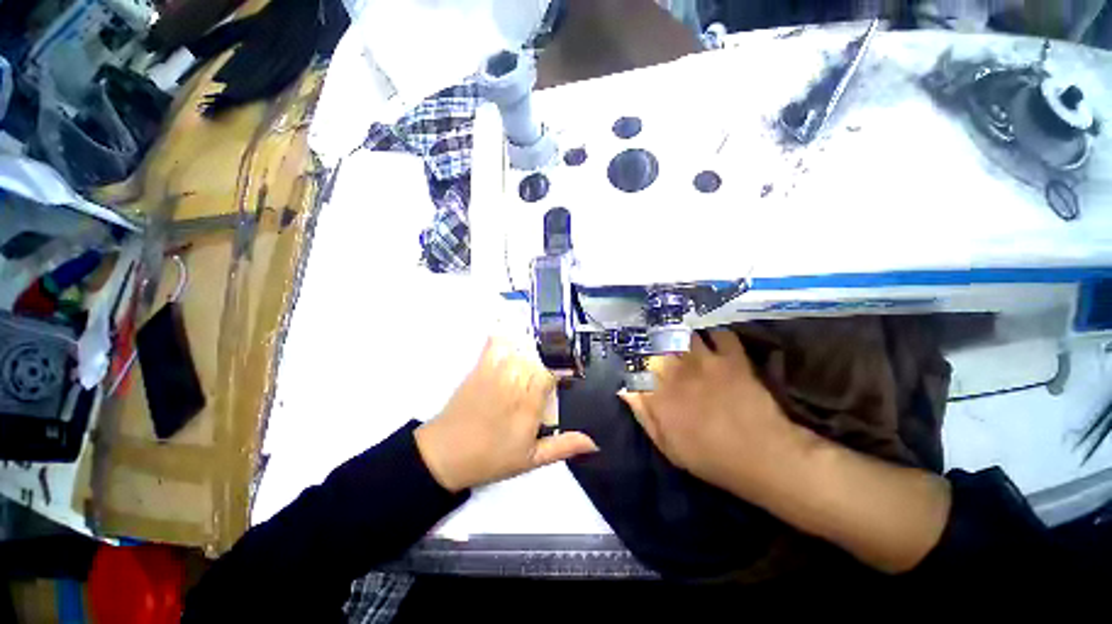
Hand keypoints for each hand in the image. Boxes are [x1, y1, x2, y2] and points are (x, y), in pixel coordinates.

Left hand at [415, 338, 597, 492]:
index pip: (552, 375)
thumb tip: (594, 442)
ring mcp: (496, 374)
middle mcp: (515, 384)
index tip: (563, 380)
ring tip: (535, 355)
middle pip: (538, 361)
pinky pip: (494, 345)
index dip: (561, 374)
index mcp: (530, 405)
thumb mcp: (531, 460)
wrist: (445, 455)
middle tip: (549, 372)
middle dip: (547, 364)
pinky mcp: (479, 369)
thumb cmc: (491, 459)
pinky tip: (509, 332)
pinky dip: (503, 337)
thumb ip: (563, 447)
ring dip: (531, 351)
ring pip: (520, 351)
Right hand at [623, 329, 951, 572]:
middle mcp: (677, 370)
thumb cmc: (709, 456)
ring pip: (684, 332)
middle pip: (656, 341)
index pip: (636, 362)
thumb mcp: (667, 444)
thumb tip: (624, 389)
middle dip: (651, 336)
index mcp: (659, 392)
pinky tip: (709, 336)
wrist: (763, 457)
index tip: (629, 351)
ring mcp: (705, 360)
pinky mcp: (731, 358)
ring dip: (679, 330)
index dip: (631, 354)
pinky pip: (719, 333)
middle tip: (651, 334)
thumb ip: (643, 413)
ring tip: (676, 329)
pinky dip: (713, 332)